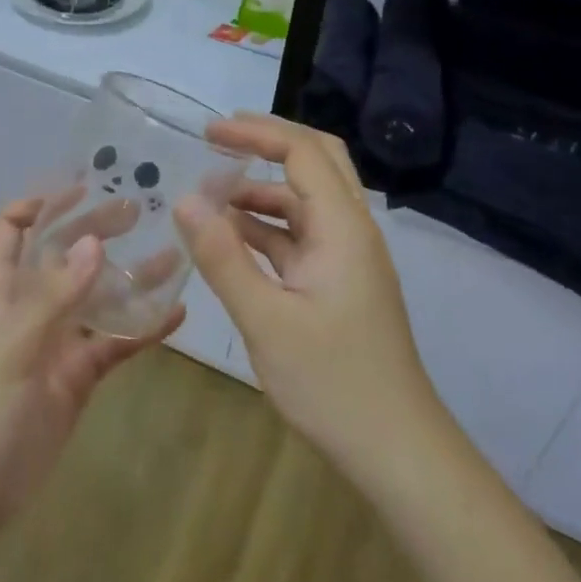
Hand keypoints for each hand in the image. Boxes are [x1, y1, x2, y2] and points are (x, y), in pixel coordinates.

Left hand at [0, 196, 183, 534]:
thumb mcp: (11, 346)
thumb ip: (54, 296)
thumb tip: (95, 243)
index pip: (12, 230)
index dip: (40, 204)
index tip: (82, 187)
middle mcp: (28, 308)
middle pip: (63, 256)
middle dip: (96, 230)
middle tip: (139, 210)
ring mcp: (56, 343)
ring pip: (97, 299)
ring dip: (130, 278)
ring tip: (173, 254)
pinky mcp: (78, 377)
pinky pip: (115, 343)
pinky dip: (143, 329)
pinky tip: (176, 314)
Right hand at [174, 114, 439, 488]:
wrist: (396, 448)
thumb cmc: (333, 382)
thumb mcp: (266, 320)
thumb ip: (224, 257)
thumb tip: (184, 200)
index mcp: (342, 228)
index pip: (302, 152)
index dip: (255, 133)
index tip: (208, 132)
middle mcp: (351, 231)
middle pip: (316, 162)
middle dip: (267, 144)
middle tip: (217, 140)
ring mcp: (347, 258)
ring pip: (305, 201)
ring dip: (261, 191)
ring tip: (210, 196)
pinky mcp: (339, 283)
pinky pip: (300, 237)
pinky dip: (266, 228)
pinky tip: (230, 240)